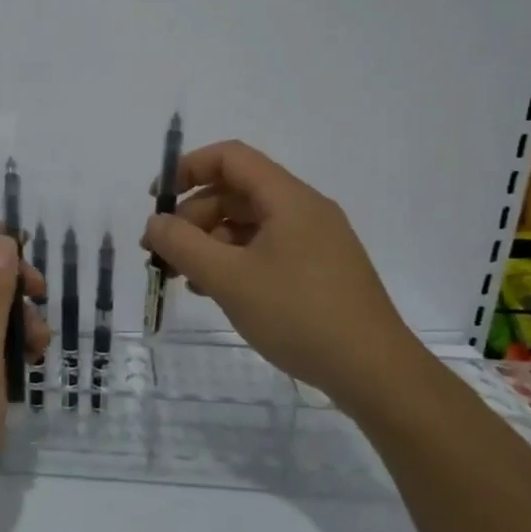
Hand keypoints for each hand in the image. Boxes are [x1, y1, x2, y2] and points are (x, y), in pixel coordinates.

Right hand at [141, 140, 419, 415]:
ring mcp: (315, 241)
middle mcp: (304, 210)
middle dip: (193, 217)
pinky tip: (215, 291)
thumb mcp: (229, 279)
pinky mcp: (319, 271)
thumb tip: (155, 223)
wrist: (375, 374)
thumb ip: (183, 245)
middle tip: (163, 253)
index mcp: (288, 198)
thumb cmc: (299, 315)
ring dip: (210, 242)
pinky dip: (234, 261)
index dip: (187, 169)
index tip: (157, 201)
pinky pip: (266, 249)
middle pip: (236, 192)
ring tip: (183, 277)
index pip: (230, 158)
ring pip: (249, 224)